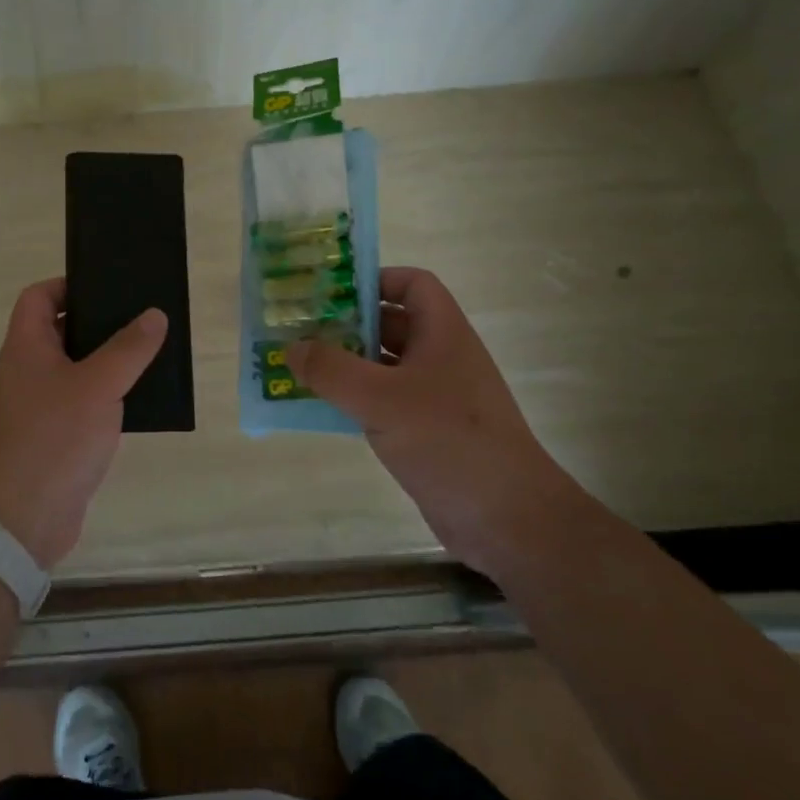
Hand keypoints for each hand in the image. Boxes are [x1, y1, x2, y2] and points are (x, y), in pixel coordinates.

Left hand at [0, 278, 166, 569]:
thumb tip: (154, 315)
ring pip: (77, 370)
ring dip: (108, 362)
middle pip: (61, 331)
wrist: (22, 518)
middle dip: (99, 323)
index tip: (107, 288)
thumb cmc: (54, 438)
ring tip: (150, 354)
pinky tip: (140, 400)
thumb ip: (129, 348)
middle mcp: (28, 371)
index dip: (67, 285)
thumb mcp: (98, 385)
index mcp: (26, 347)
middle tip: (141, 318)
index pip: (38, 297)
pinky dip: (107, 397)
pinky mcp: (55, 437)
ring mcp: (40, 406)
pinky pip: (83, 404)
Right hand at [285, 266, 580, 569]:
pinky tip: (321, 408)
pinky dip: (353, 399)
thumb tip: (291, 347)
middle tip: (299, 328)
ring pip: (383, 366)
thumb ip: (331, 370)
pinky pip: (383, 402)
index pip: (412, 284)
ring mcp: (435, 396)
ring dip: (345, 364)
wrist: (508, 519)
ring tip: (299, 365)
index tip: (330, 292)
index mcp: (442, 333)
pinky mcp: (427, 432)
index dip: (375, 279)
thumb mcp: (381, 400)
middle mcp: (440, 357)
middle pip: (391, 324)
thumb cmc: (449, 441)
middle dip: (346, 323)